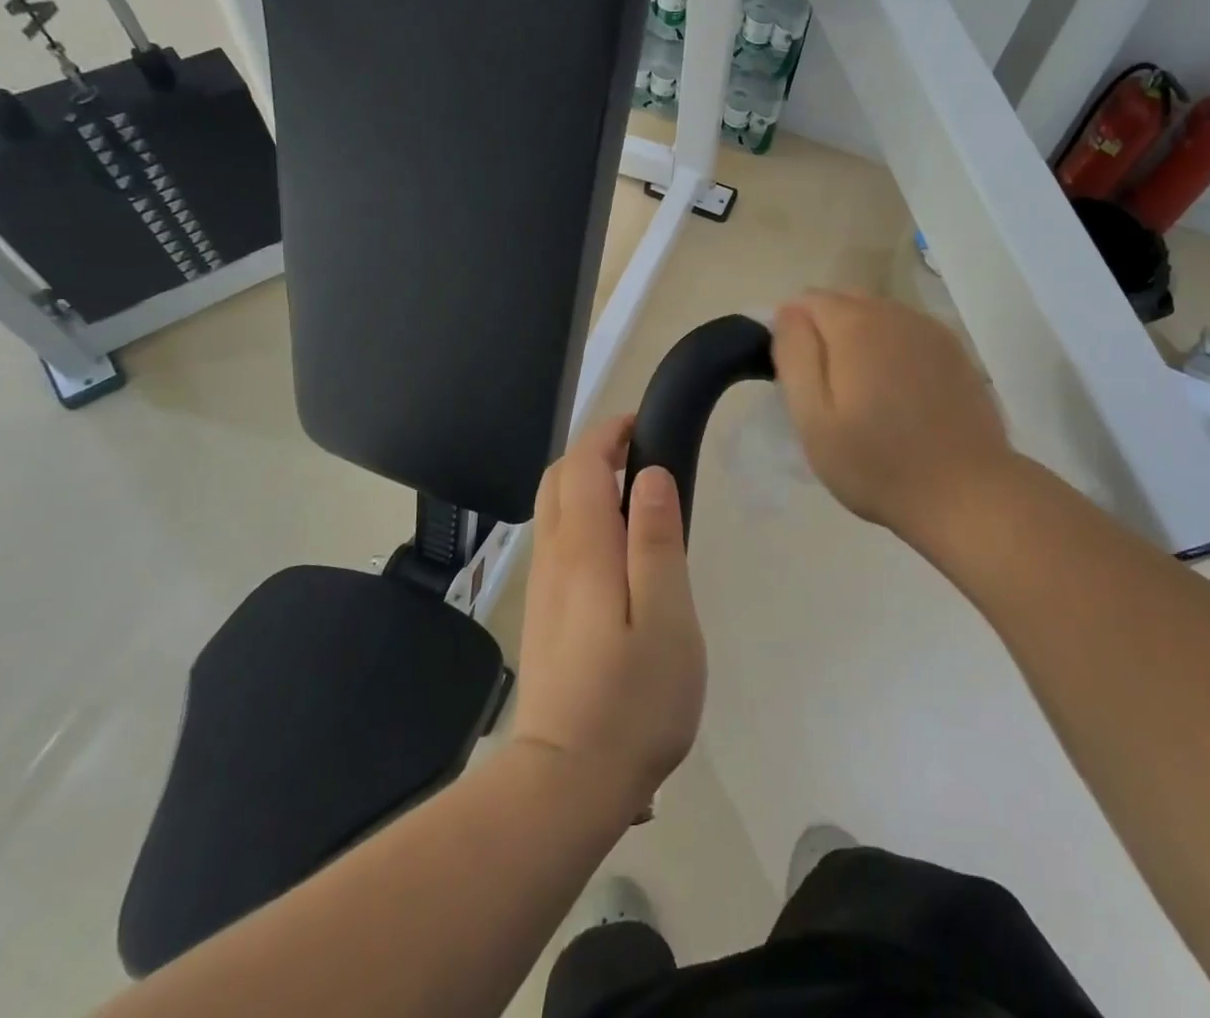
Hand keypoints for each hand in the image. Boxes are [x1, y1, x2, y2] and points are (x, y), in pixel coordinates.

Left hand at [510, 417, 705, 811]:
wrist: (565, 784)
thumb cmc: (632, 701)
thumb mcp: (666, 617)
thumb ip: (657, 541)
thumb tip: (652, 475)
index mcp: (584, 549)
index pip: (583, 464)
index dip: (609, 433)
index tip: (643, 426)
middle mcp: (553, 557)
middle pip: (559, 479)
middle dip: (595, 452)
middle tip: (643, 455)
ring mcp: (543, 587)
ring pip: (553, 509)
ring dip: (587, 483)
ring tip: (638, 498)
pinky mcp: (543, 613)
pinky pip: (556, 540)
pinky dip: (582, 517)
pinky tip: (618, 550)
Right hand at [772, 290, 1016, 553]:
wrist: (965, 493)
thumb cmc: (876, 463)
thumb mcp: (813, 417)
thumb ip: (795, 354)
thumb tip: (788, 312)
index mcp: (856, 324)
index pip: (807, 300)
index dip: (794, 333)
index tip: (798, 378)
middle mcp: (895, 314)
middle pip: (845, 302)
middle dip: (827, 333)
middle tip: (827, 390)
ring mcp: (931, 331)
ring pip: (879, 317)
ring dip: (861, 341)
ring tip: (864, 394)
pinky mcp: (956, 352)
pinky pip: (909, 335)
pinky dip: (894, 351)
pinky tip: (900, 394)